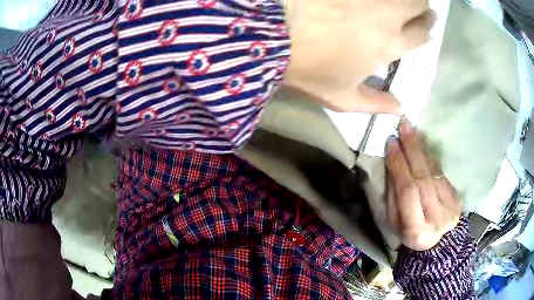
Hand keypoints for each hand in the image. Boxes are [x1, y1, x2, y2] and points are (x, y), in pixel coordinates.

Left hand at [283, 0, 435, 113]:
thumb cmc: (307, 68)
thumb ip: (374, 104)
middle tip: (420, 9)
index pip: (421, 36)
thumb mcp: (341, 97)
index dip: (426, 30)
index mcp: (389, 45)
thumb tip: (400, 110)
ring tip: (405, 2)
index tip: (425, 26)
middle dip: (424, 10)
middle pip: (418, 8)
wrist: (272, 34)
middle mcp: (387, 16)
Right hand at [385, 118, 460, 250]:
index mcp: (416, 230)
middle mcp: (436, 217)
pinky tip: (423, 142)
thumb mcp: (394, 224)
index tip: (391, 143)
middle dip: (412, 149)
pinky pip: (442, 172)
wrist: (438, 243)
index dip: (399, 165)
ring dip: (422, 148)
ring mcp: (450, 206)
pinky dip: (431, 156)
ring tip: (411, 129)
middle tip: (403, 125)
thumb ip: (394, 197)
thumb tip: (394, 166)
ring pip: (434, 172)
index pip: (408, 191)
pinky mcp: (457, 197)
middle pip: (423, 178)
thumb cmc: (409, 234)